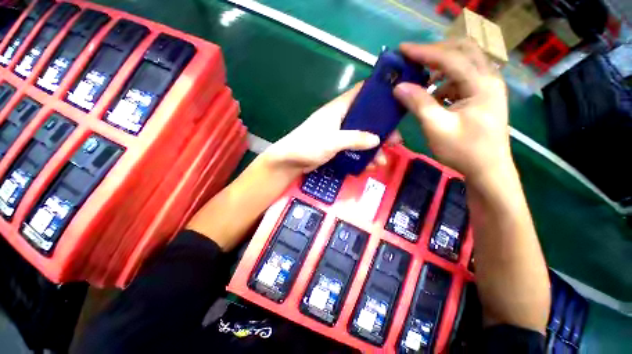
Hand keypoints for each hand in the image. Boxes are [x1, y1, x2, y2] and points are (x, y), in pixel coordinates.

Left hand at [262, 83, 400, 175]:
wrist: (290, 161)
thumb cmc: (308, 145)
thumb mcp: (332, 140)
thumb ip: (355, 138)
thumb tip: (377, 140)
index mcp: (339, 108)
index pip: (361, 93)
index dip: (378, 93)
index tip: (397, 100)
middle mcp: (341, 118)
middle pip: (366, 119)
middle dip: (381, 130)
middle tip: (395, 141)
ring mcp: (340, 134)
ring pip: (362, 137)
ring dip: (372, 148)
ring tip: (381, 161)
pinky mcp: (337, 146)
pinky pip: (354, 149)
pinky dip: (362, 156)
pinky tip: (368, 166)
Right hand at [393, 39, 510, 180]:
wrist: (488, 170)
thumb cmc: (464, 151)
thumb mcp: (437, 128)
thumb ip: (419, 104)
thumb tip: (399, 87)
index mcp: (481, 84)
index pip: (450, 57)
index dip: (424, 51)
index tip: (402, 50)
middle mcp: (489, 78)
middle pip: (463, 50)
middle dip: (435, 52)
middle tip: (413, 59)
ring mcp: (488, 87)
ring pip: (464, 63)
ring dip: (441, 68)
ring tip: (421, 79)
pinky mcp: (483, 96)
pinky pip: (463, 79)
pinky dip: (446, 82)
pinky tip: (435, 95)